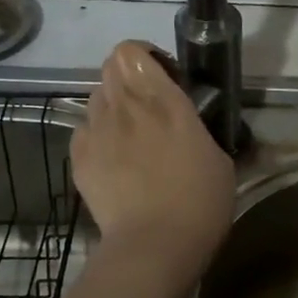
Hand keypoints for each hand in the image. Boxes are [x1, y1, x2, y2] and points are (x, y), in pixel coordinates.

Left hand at [73, 41, 235, 280]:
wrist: (154, 245)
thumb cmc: (199, 202)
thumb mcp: (219, 158)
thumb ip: (198, 129)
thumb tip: (192, 127)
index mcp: (163, 100)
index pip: (132, 52)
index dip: (144, 57)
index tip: (164, 75)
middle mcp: (124, 107)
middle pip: (109, 67)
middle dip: (127, 77)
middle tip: (149, 104)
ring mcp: (96, 132)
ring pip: (96, 98)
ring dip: (112, 106)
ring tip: (130, 135)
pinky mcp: (79, 159)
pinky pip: (84, 130)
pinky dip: (97, 136)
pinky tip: (114, 160)